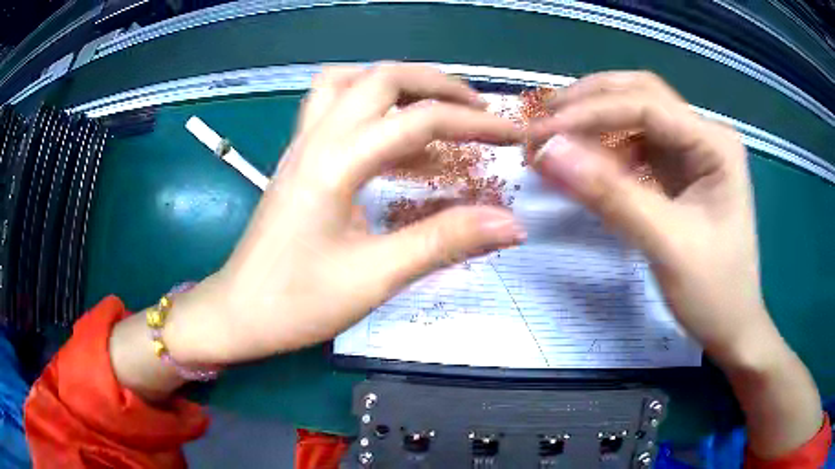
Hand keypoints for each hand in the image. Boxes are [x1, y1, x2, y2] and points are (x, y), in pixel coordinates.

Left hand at [164, 64, 524, 363]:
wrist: (238, 312)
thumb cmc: (297, 302)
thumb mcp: (376, 277)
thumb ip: (444, 242)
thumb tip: (510, 224)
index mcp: (335, 163)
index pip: (419, 120)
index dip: (475, 125)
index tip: (514, 136)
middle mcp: (316, 138)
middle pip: (381, 77)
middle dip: (437, 84)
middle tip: (477, 108)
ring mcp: (301, 144)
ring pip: (348, 81)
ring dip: (396, 83)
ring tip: (436, 107)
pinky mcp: (297, 159)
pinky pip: (331, 106)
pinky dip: (369, 103)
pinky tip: (391, 134)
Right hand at [526, 71, 774, 366]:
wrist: (732, 326)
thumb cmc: (713, 291)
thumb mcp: (666, 245)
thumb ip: (611, 196)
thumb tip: (549, 153)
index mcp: (715, 143)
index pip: (646, 105)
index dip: (590, 113)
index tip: (541, 132)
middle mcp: (705, 135)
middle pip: (641, 95)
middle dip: (591, 101)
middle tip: (544, 119)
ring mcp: (693, 152)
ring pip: (637, 115)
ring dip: (596, 120)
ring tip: (557, 136)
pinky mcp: (680, 172)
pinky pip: (639, 145)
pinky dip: (608, 147)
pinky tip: (588, 161)